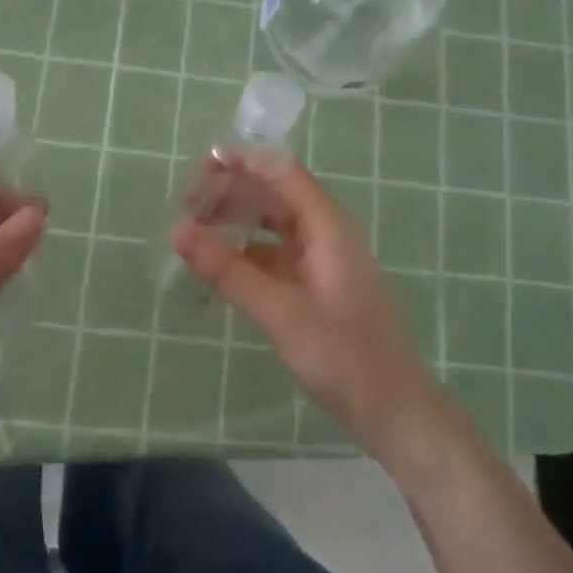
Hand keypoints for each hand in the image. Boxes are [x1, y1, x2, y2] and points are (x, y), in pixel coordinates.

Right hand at [170, 158, 450, 470]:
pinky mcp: (318, 286)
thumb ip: (228, 271)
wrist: (395, 411)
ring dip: (238, 220)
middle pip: (275, 194)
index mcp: (327, 226)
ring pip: (274, 224)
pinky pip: (277, 253)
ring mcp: (323, 260)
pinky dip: (247, 252)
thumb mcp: (280, 312)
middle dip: (233, 191)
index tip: (200, 164)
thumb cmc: (343, 357)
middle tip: (186, 204)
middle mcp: (327, 233)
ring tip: (196, 228)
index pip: (281, 172)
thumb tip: (177, 231)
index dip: (243, 161)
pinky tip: (221, 265)